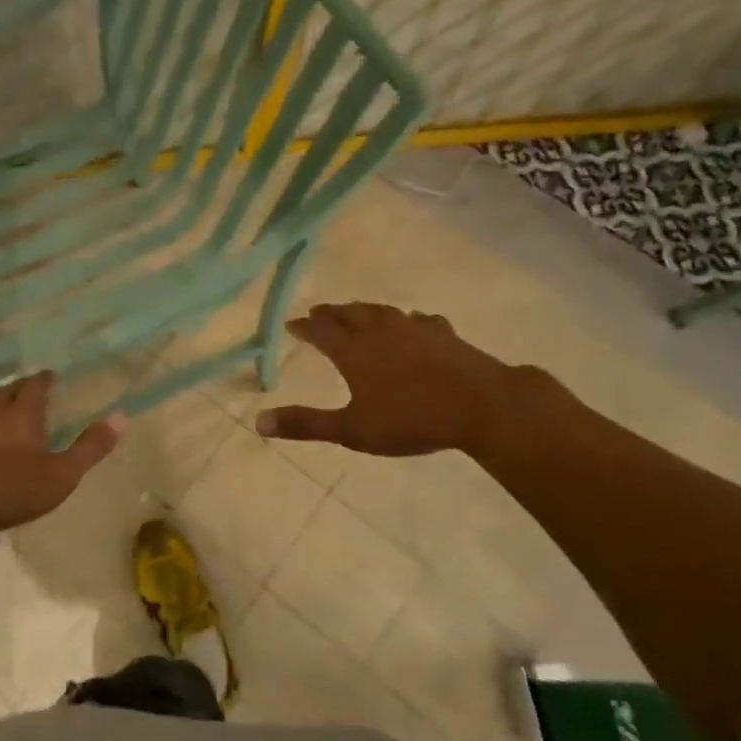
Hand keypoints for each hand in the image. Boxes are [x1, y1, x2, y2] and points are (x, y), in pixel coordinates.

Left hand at [0, 374, 123, 543]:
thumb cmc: (12, 492)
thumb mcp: (62, 475)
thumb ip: (91, 447)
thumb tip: (120, 416)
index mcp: (23, 414)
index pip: (36, 384)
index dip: (44, 379)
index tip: (51, 378)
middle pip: (7, 389)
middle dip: (19, 387)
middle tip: (28, 392)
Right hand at [255, 302, 540, 458]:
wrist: (481, 405)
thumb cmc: (411, 420)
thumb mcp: (352, 430)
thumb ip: (306, 424)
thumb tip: (258, 421)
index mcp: (353, 351)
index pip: (320, 331)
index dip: (304, 327)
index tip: (292, 324)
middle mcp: (379, 331)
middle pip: (348, 313)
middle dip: (330, 313)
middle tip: (318, 313)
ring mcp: (414, 328)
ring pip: (380, 311)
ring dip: (362, 310)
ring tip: (355, 311)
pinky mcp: (443, 333)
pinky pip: (417, 319)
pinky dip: (405, 320)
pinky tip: (412, 323)